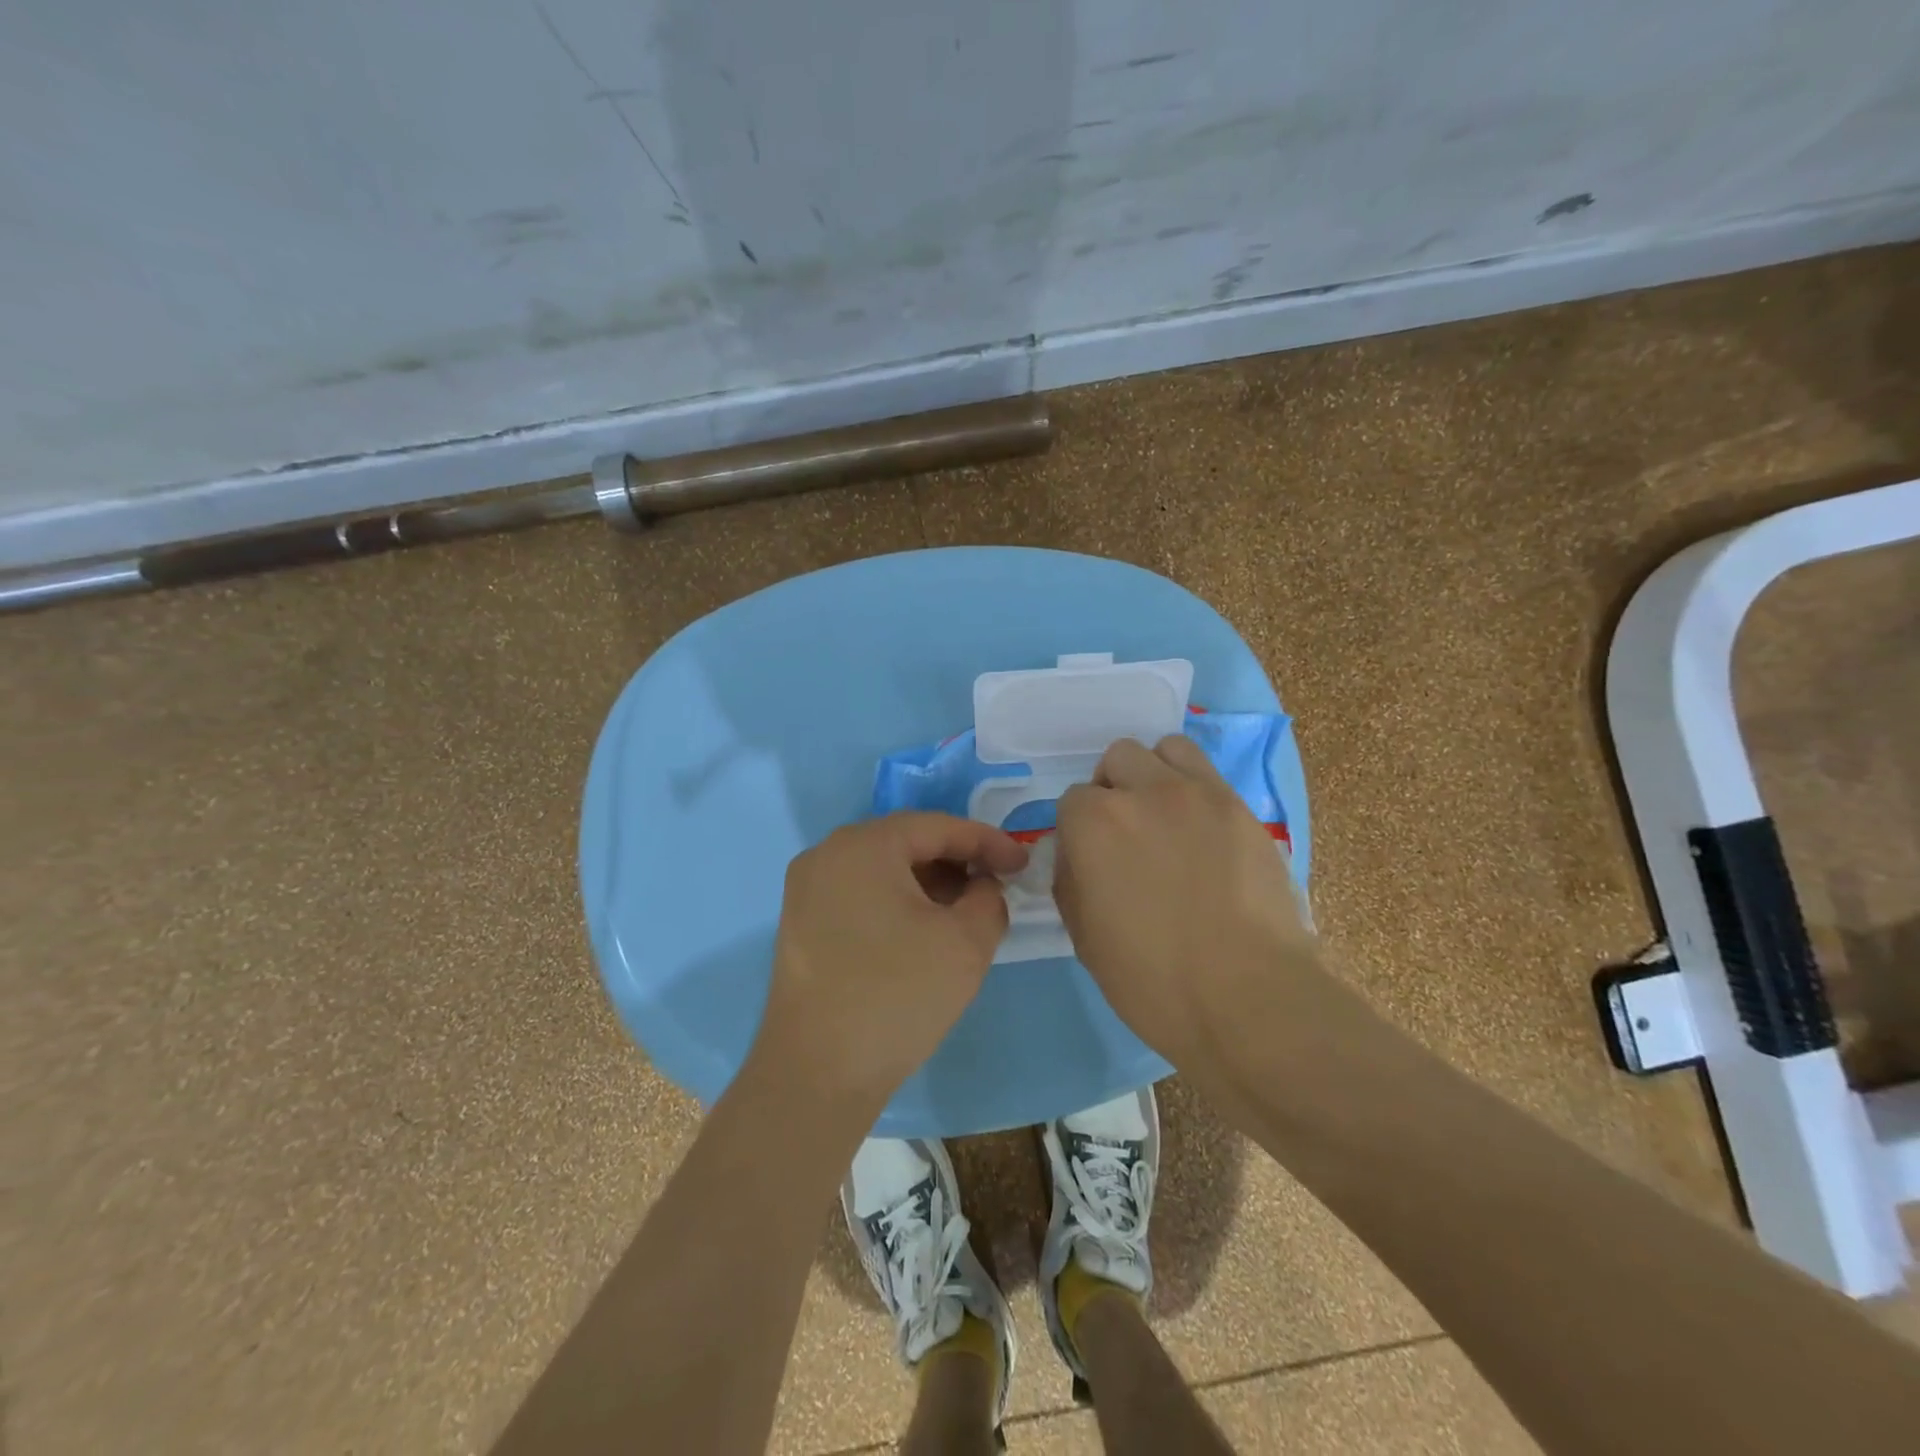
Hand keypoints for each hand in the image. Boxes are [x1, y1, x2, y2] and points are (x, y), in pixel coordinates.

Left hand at [751, 812, 1027, 1113]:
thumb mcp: (966, 943)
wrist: (817, 1074)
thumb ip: (989, 898)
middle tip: (995, 886)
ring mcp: (807, 889)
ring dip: (928, 882)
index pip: (937, 826)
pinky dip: (898, 901)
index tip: (1022, 864)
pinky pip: (860, 893)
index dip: (986, 841)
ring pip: (882, 869)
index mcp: (863, 845)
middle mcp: (827, 854)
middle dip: (956, 861)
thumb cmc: (897, 996)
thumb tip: (981, 887)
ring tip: (964, 911)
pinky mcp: (801, 923)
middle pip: (906, 842)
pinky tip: (923, 930)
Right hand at [1054, 735, 1327, 1085]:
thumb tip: (1078, 855)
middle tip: (1128, 835)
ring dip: (1155, 773)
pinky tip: (1202, 831)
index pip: (1071, 801)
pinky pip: (1207, 772)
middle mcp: (1141, 791)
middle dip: (1114, 789)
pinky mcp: (1240, 807)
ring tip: (1166, 817)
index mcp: (1093, 823)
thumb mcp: (1082, 936)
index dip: (1078, 832)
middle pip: (1117, 759)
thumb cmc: (1151, 979)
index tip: (1092, 863)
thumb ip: (1070, 878)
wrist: (1246, 996)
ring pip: (1165, 749)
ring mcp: (1197, 793)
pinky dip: (1194, 788)